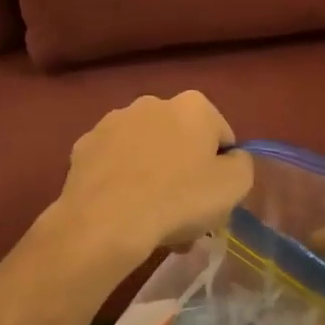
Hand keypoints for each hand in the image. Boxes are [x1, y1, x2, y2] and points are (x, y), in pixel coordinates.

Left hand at [52, 92, 253, 264]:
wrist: (106, 221)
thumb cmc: (179, 199)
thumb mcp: (235, 185)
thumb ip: (241, 164)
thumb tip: (230, 158)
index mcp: (193, 106)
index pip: (221, 135)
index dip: (222, 169)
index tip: (214, 197)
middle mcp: (151, 102)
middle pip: (180, 141)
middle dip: (185, 171)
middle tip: (185, 213)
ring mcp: (112, 122)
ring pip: (145, 152)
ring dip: (153, 176)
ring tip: (152, 219)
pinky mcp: (83, 146)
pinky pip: (114, 164)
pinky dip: (121, 181)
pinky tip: (124, 211)